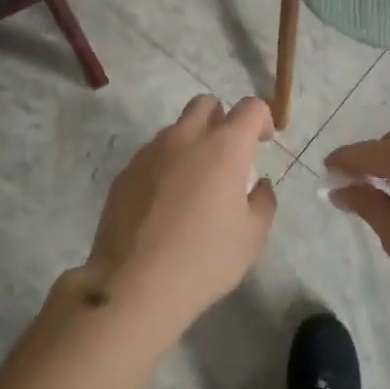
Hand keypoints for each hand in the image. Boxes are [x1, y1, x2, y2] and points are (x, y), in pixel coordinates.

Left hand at [80, 95, 277, 338]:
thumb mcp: (252, 236)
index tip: (264, 142)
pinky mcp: (125, 172)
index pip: (250, 107)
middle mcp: (185, 138)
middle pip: (206, 104)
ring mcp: (150, 152)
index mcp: (224, 147)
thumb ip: (263, 201)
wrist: (134, 284)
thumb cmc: (204, 259)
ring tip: (194, 186)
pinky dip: (166, 166)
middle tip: (228, 156)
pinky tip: (165, 204)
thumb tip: (259, 185)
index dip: (263, 118)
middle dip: (222, 119)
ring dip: (192, 143)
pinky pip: (152, 155)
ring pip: (176, 129)